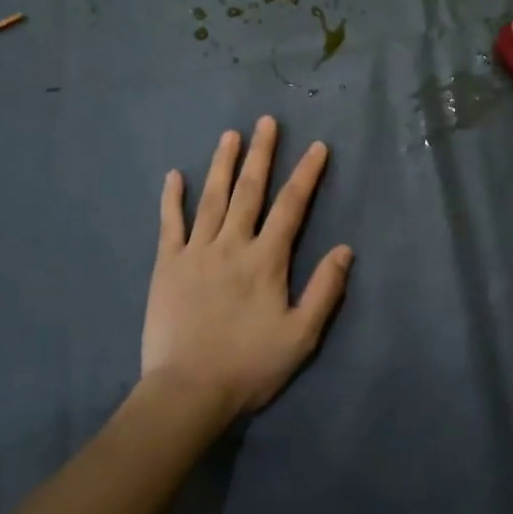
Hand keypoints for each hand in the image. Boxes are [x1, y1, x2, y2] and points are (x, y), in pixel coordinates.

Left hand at [143, 117, 353, 421]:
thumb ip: (324, 290)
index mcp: (266, 260)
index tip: (317, 147)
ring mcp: (196, 252)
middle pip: (250, 190)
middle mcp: (232, 244)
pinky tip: (175, 175)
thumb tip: (345, 249)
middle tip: (266, 121)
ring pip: (212, 198)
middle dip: (261, 154)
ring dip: (223, 164)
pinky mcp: (166, 265)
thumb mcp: (301, 335)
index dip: (306, 174)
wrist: (187, 392)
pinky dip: (172, 198)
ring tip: (230, 134)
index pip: (291, 206)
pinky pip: (170, 224)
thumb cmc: (250, 365)